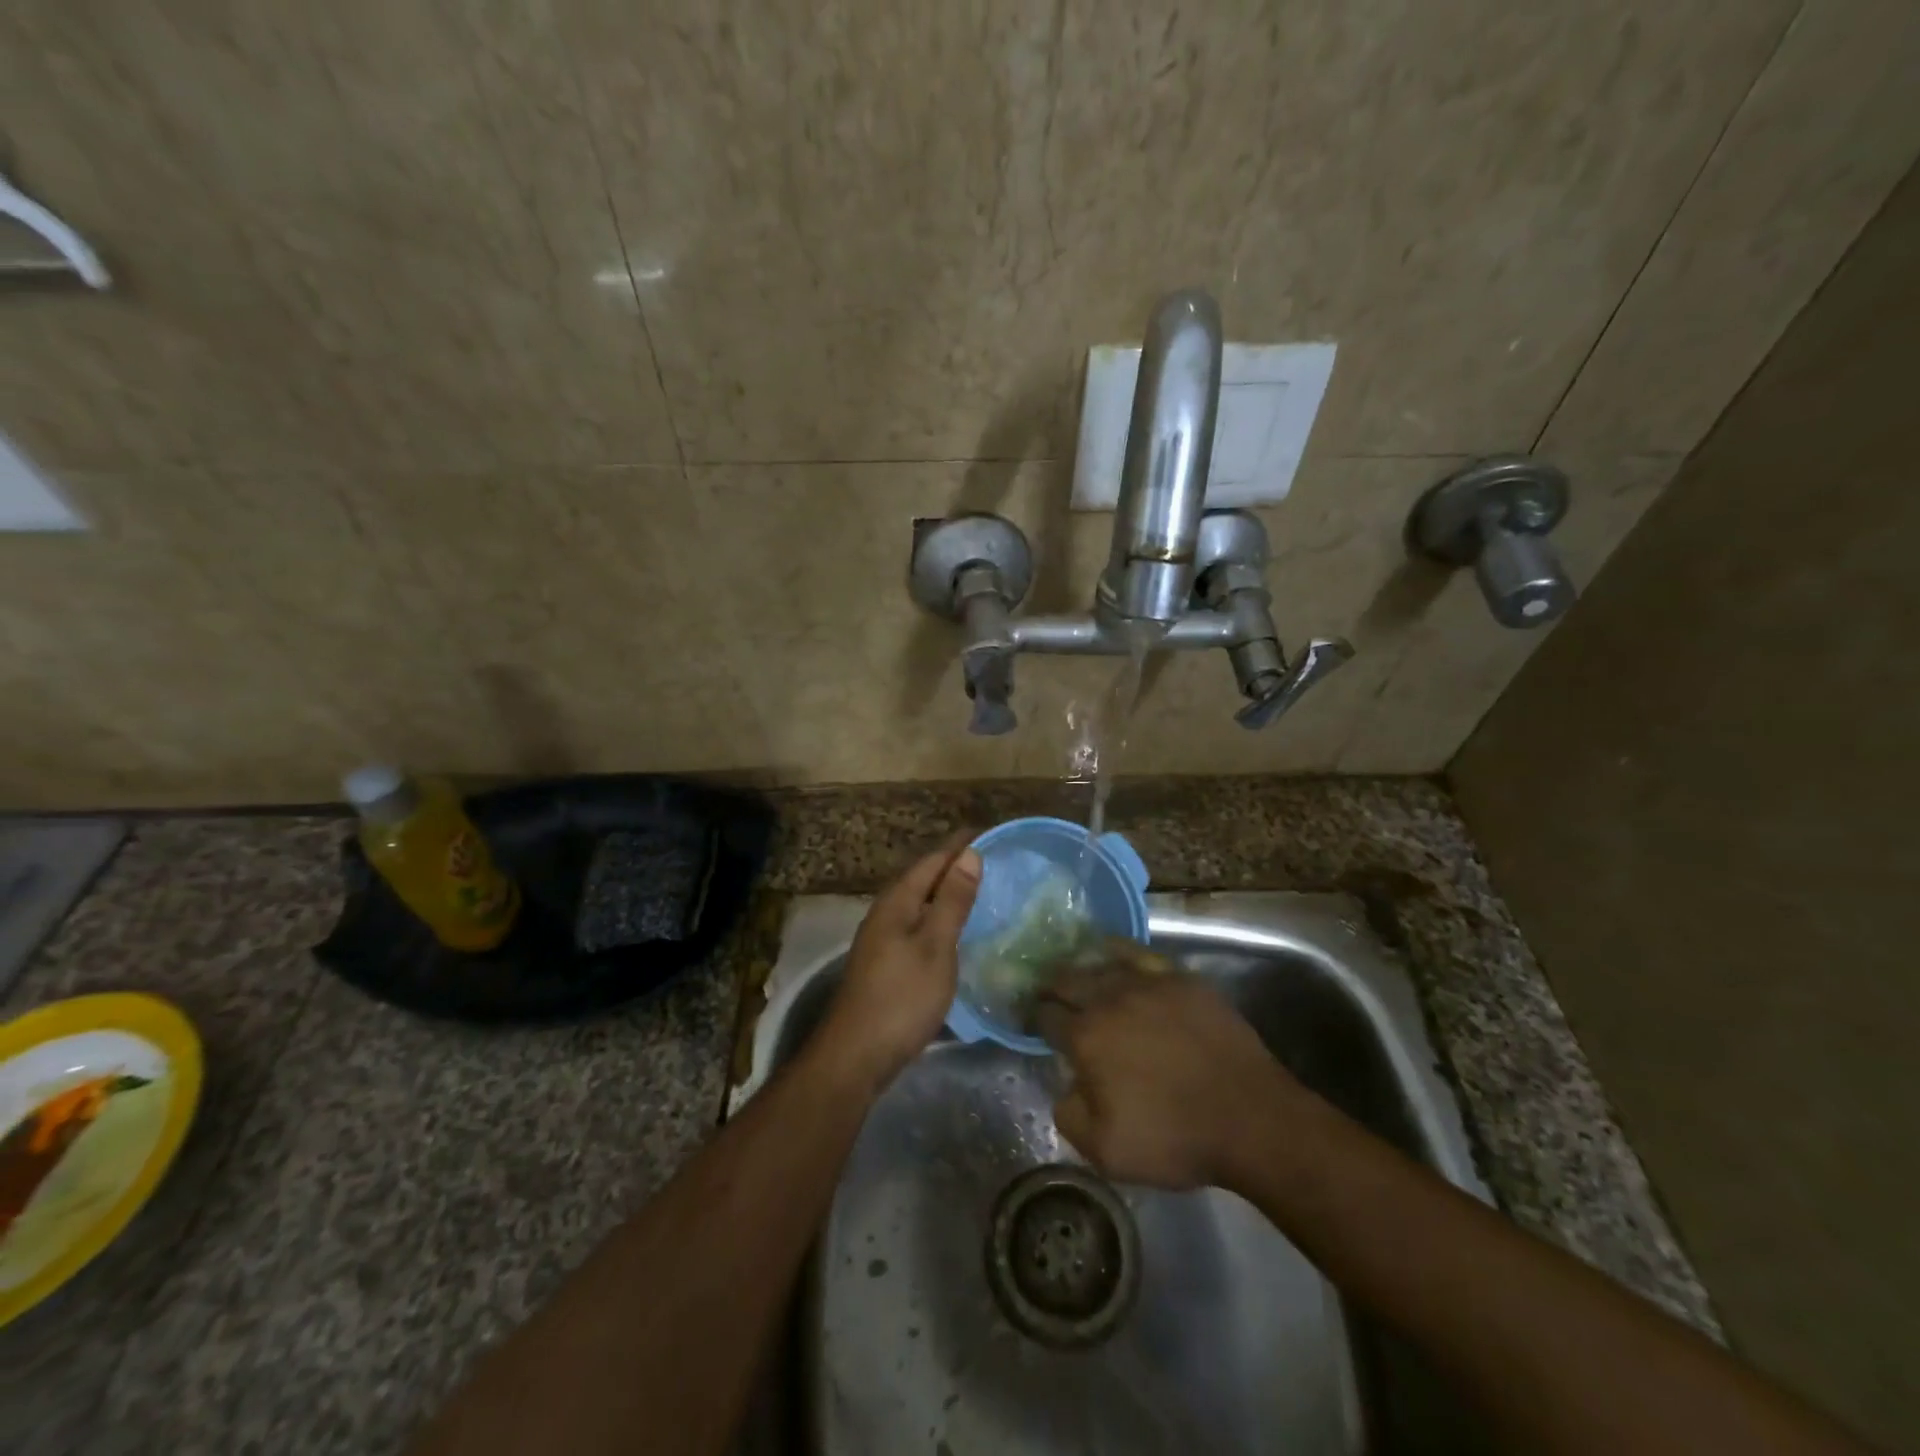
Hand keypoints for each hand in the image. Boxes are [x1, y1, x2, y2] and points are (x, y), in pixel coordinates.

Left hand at [822, 836, 981, 1084]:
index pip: (932, 861)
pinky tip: (954, 931)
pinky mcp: (885, 962)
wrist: (857, 1054)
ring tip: (977, 889)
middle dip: (952, 865)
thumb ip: (952, 901)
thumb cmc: (902, 997)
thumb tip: (969, 854)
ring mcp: (882, 939)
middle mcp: (885, 913)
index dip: (958, 846)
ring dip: (945, 892)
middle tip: (988, 858)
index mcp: (897, 902)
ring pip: (918, 902)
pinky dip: (938, 917)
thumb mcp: (936, 946)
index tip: (987, 832)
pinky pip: (916, 924)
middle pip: (922, 878)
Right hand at [1034, 950, 1300, 1189]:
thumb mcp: (1105, 1151)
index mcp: (1086, 1037)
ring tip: (1076, 974)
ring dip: (1081, 969)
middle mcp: (1109, 999)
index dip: (1035, 1018)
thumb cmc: (1175, 1137)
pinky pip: (1139, 953)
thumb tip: (1066, 1086)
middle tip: (1048, 993)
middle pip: (1067, 980)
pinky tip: (1111, 950)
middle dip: (1051, 986)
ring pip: (1100, 963)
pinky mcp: (1179, 978)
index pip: (1046, 1016)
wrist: (1250, 1118)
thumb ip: (1069, 1115)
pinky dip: (1118, 950)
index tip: (1033, 1021)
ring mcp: (1147, 983)